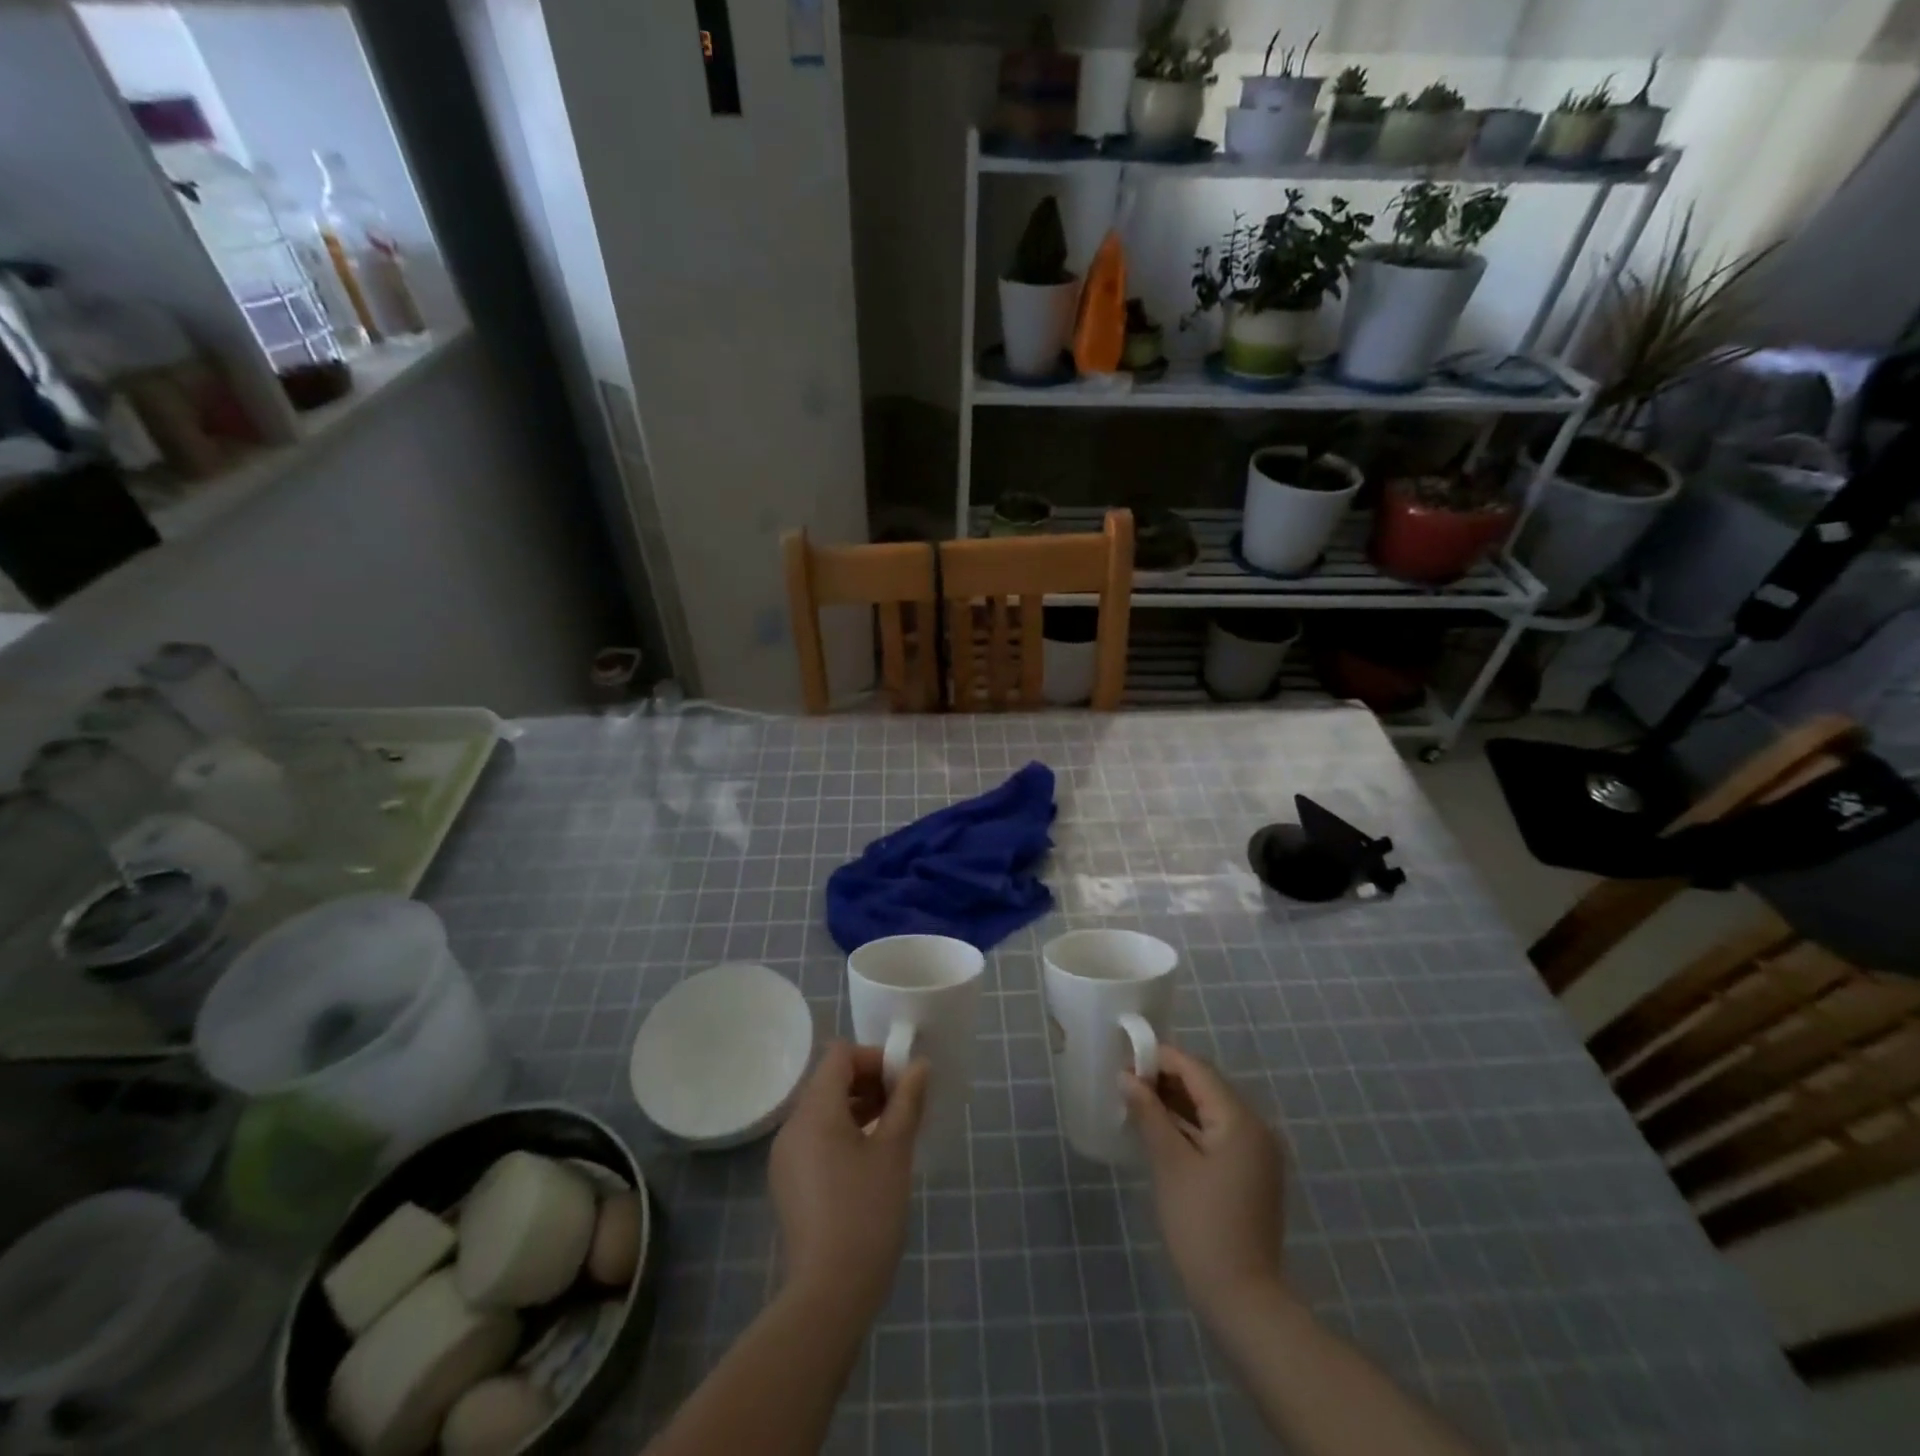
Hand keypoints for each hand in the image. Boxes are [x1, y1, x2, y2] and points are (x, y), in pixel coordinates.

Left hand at [769, 1041, 928, 1315]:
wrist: (829, 1295)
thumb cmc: (867, 1213)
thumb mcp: (894, 1151)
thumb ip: (907, 1101)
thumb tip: (919, 1066)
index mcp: (814, 1111)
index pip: (840, 1056)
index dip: (873, 1058)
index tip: (903, 1082)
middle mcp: (792, 1126)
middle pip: (829, 1081)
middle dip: (868, 1083)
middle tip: (903, 1106)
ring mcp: (786, 1156)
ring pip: (823, 1111)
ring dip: (857, 1108)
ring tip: (892, 1132)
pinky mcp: (788, 1182)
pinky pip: (816, 1138)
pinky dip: (842, 1134)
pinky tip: (869, 1161)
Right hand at [1121, 1044, 1286, 1318]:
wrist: (1242, 1300)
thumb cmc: (1202, 1226)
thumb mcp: (1169, 1164)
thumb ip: (1149, 1114)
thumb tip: (1127, 1077)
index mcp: (1240, 1120)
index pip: (1197, 1070)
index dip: (1160, 1059)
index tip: (1125, 1059)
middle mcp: (1255, 1127)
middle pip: (1206, 1086)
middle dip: (1166, 1079)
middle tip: (1126, 1081)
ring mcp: (1256, 1152)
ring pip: (1211, 1109)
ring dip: (1176, 1102)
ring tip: (1136, 1101)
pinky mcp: (1250, 1172)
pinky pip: (1217, 1132)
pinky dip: (1189, 1126)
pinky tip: (1160, 1130)